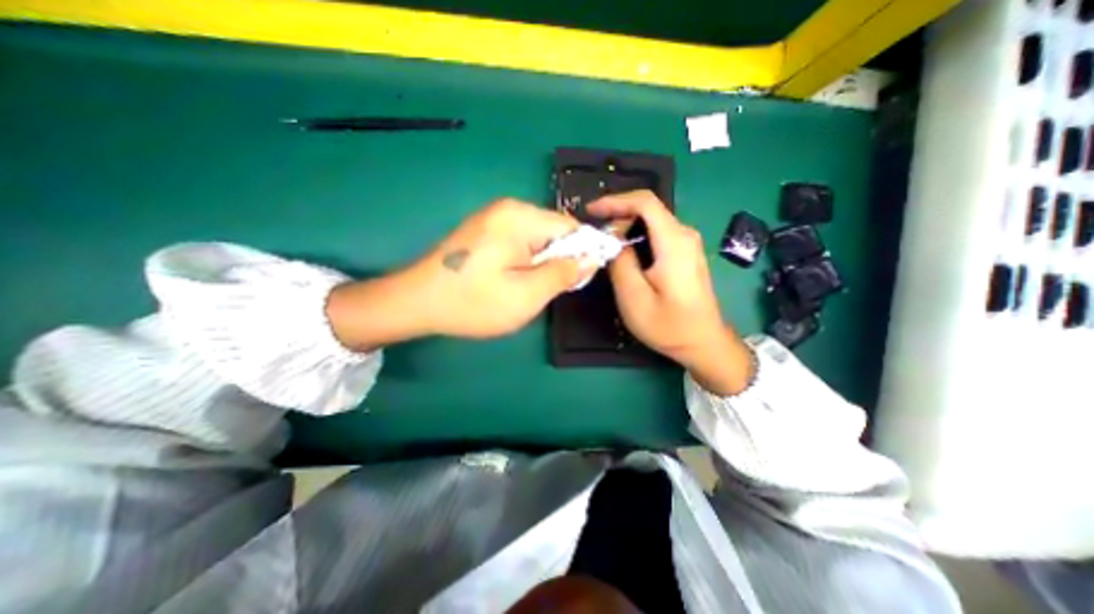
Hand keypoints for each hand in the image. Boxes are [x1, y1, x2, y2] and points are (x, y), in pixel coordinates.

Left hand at [328, 198, 590, 346]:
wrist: (416, 302)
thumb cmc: (472, 302)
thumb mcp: (526, 295)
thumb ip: (563, 274)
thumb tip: (591, 258)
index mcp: (520, 217)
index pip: (572, 228)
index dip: (582, 254)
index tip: (576, 281)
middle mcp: (508, 208)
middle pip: (555, 231)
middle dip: (559, 260)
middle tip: (545, 291)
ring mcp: (494, 217)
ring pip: (538, 239)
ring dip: (542, 263)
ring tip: (526, 288)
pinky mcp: (485, 229)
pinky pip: (521, 242)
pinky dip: (526, 261)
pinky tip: (511, 280)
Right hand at [590, 190, 752, 395]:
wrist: (703, 343)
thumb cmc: (668, 325)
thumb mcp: (634, 297)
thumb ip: (621, 262)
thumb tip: (614, 240)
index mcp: (674, 242)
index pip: (645, 202)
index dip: (615, 201)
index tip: (591, 211)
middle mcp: (685, 235)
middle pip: (648, 209)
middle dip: (618, 216)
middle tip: (596, 237)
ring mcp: (688, 243)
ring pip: (652, 221)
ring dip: (626, 227)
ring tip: (606, 245)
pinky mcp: (686, 253)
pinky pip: (658, 234)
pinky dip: (637, 236)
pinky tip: (625, 253)